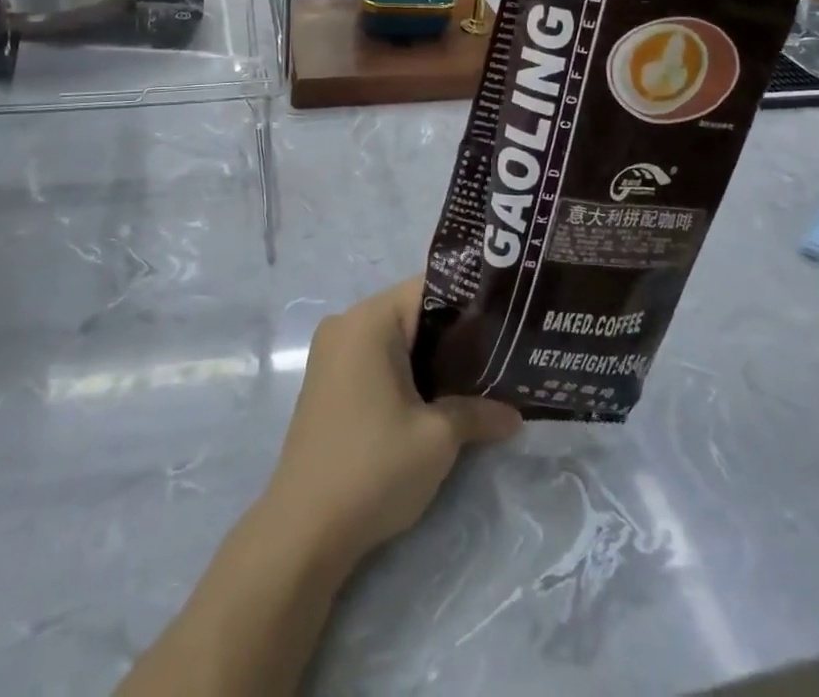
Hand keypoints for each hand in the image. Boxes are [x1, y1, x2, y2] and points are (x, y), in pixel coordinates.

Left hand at [262, 279, 521, 565]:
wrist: (303, 530)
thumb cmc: (373, 467)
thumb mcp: (437, 439)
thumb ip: (477, 414)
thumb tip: (515, 416)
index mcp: (369, 319)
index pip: (429, 288)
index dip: (470, 302)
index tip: (505, 322)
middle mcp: (346, 324)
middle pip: (411, 313)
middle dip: (454, 335)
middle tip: (500, 354)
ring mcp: (331, 353)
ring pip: (394, 339)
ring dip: (430, 358)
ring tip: (477, 378)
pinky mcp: (326, 383)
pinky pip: (375, 360)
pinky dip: (404, 373)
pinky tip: (435, 400)